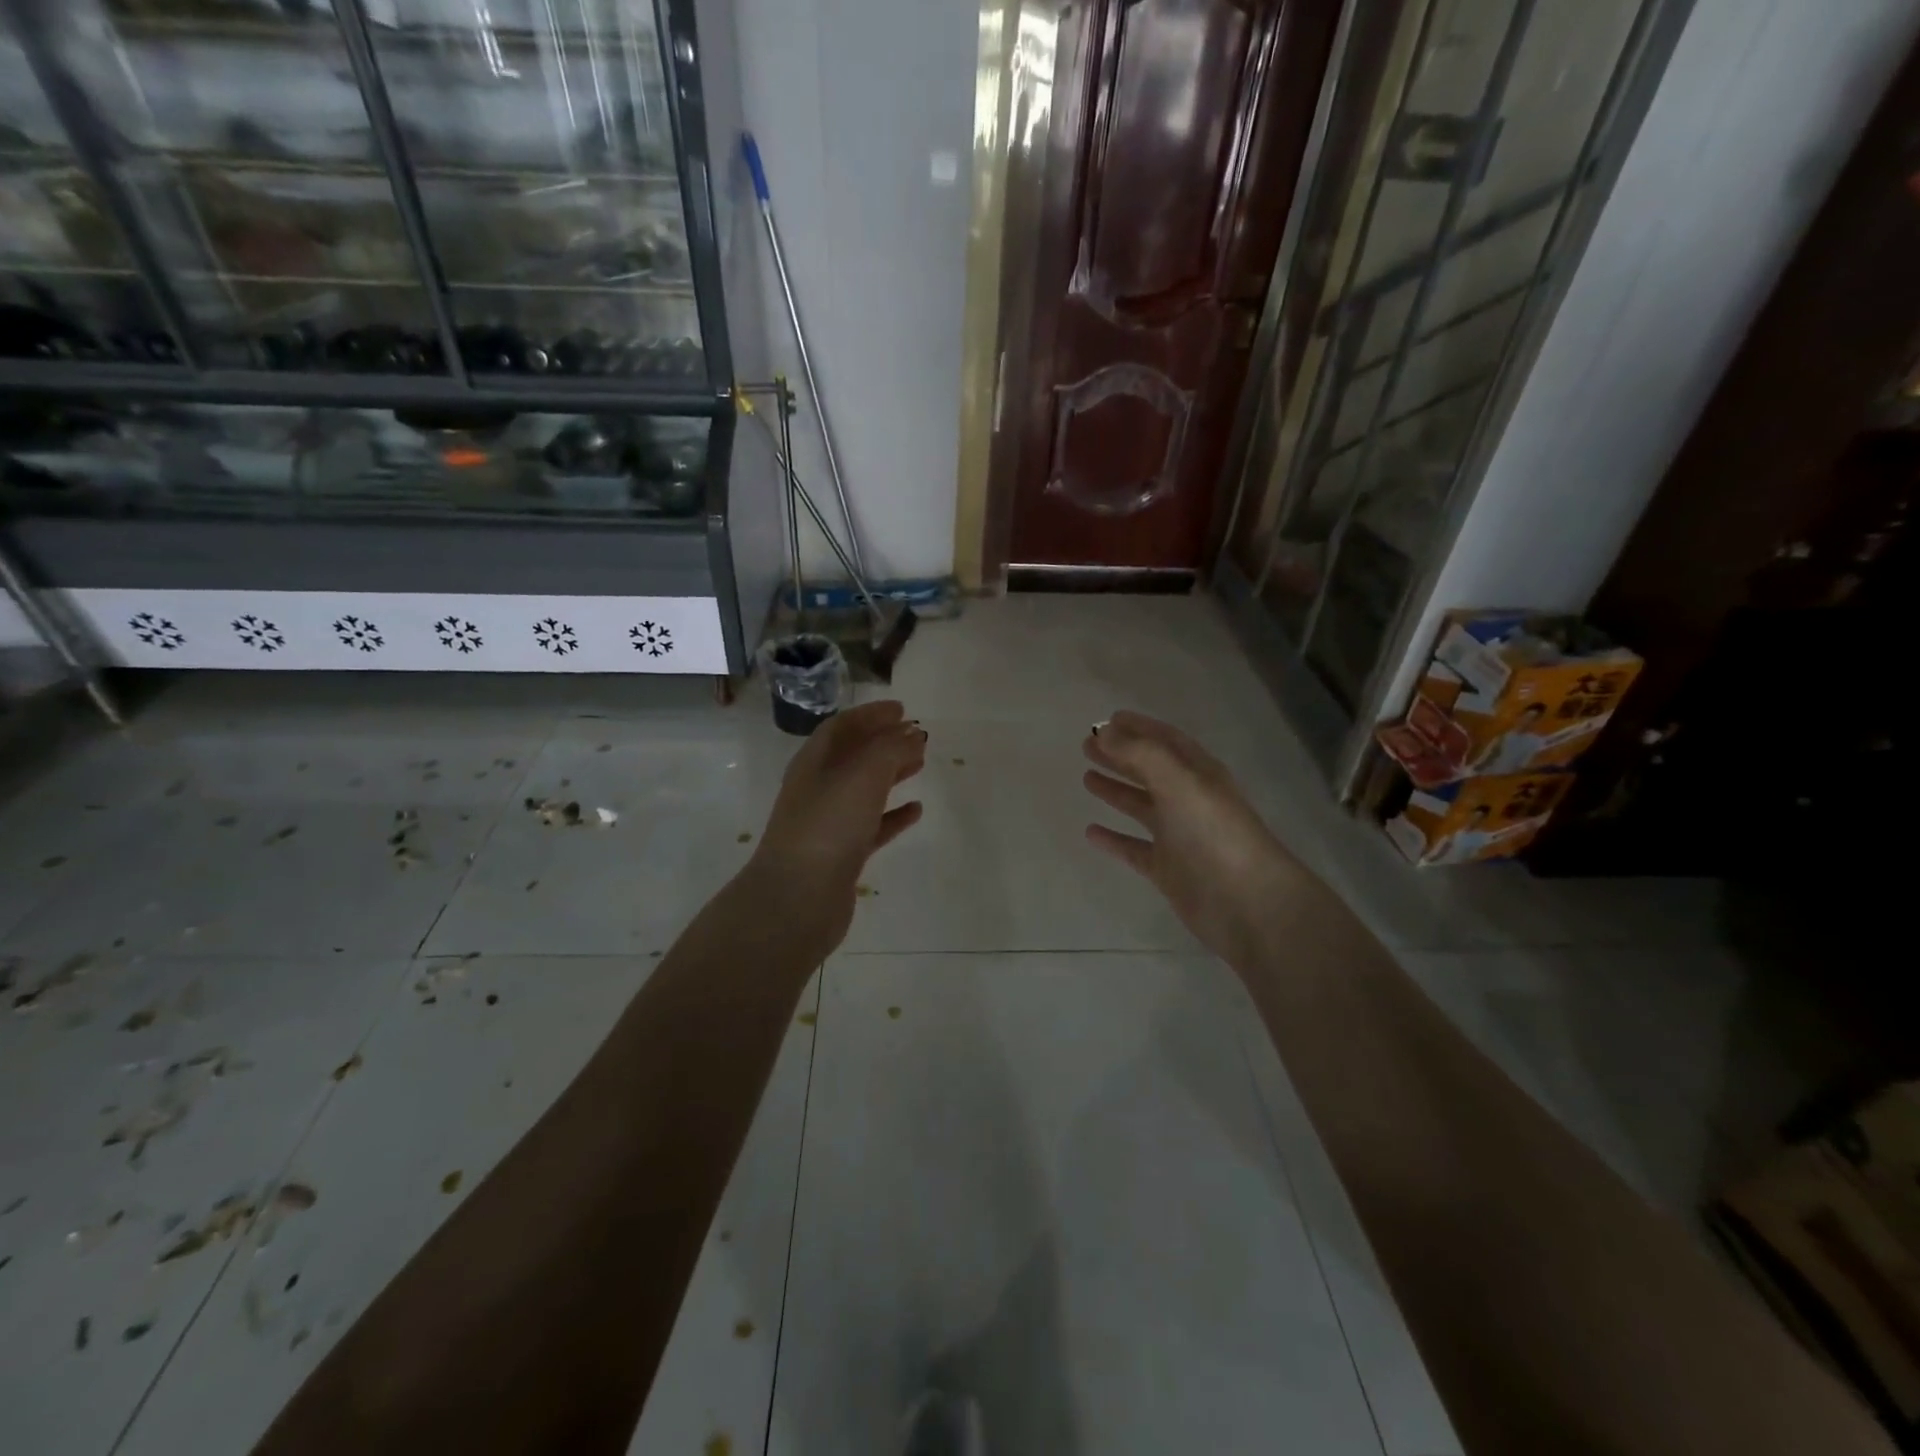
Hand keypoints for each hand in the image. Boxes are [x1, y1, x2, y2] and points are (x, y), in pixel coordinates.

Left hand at [746, 700, 926, 954]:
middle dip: (884, 742)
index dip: (871, 714)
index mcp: (814, 762)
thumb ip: (890, 749)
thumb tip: (911, 735)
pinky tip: (916, 811)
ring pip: (864, 789)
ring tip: (920, 764)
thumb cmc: (828, 826)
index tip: (902, 709)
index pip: (842, 726)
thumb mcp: (863, 775)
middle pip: (853, 756)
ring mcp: (828, 823)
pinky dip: (893, 815)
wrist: (798, 899)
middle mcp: (817, 788)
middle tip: (917, 736)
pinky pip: (871, 826)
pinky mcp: (841, 855)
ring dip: (890, 774)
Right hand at [1082, 711, 1305, 964]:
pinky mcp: (1168, 869)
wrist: (1247, 903)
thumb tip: (1105, 732)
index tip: (1107, 720)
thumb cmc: (1214, 833)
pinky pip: (1134, 848)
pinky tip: (1090, 832)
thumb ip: (1140, 754)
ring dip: (1116, 791)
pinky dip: (1113, 839)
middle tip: (1086, 746)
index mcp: (1198, 774)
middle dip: (1120, 756)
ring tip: (1086, 778)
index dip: (1139, 728)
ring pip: (1141, 806)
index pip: (1165, 741)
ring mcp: (1179, 836)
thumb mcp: (1179, 782)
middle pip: (1150, 770)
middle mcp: (1189, 800)